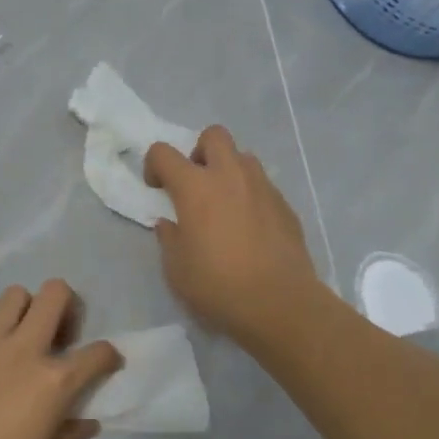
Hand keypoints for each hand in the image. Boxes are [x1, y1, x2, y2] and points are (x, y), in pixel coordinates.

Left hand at [0, 279, 120, 438]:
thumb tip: (85, 422)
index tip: (107, 366)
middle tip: (60, 338)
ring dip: (25, 313)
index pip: (98, 352)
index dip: (110, 357)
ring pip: (13, 296)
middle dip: (68, 307)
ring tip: (19, 342)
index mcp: (54, 383)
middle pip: (55, 294)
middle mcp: (22, 351)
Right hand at [144, 126, 322, 343]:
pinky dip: (250, 195)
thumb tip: (170, 224)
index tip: (157, 189)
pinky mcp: (285, 204)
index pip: (164, 152)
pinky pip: (262, 185)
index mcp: (195, 187)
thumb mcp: (176, 269)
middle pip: (213, 135)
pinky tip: (250, 228)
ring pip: (243, 157)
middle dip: (199, 151)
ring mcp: (262, 187)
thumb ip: (169, 238)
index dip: (154, 165)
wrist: (279, 303)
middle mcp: (230, 175)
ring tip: (225, 205)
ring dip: (228, 171)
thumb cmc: (218, 286)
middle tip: (196, 184)